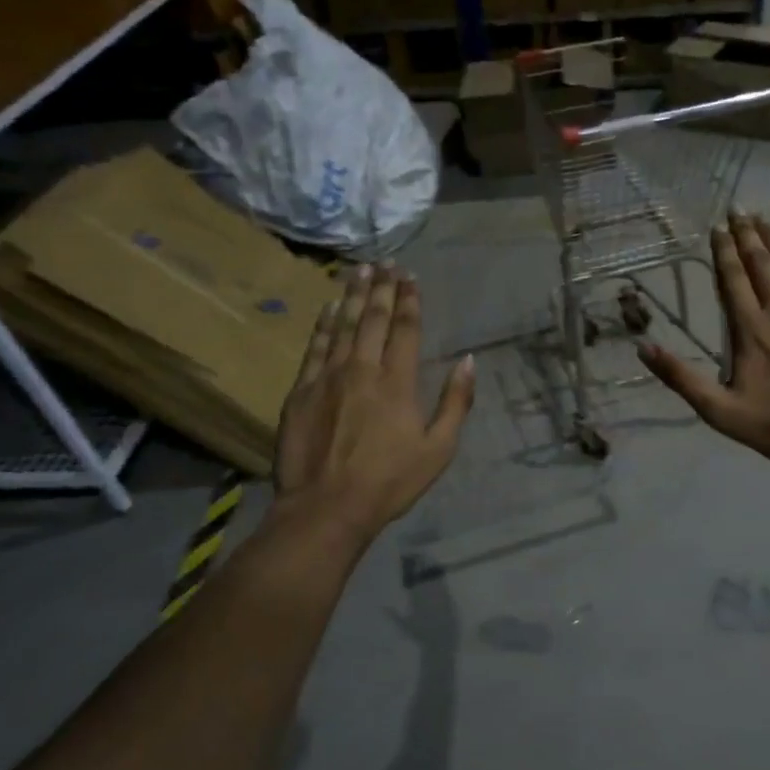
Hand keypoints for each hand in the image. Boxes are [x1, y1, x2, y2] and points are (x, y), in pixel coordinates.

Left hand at [273, 264, 474, 538]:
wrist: (327, 506)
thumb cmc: (390, 482)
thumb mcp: (438, 449)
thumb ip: (455, 403)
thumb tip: (469, 362)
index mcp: (397, 383)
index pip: (405, 329)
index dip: (409, 301)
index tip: (411, 278)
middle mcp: (362, 369)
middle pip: (372, 319)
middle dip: (381, 288)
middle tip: (386, 263)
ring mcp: (327, 377)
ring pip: (342, 325)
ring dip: (352, 295)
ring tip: (358, 271)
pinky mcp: (300, 391)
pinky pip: (314, 346)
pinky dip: (323, 324)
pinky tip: (328, 308)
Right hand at [640, 214, 769, 464]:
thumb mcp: (720, 411)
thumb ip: (682, 378)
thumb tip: (643, 348)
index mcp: (750, 329)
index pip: (733, 278)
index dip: (723, 250)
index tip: (717, 227)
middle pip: (762, 262)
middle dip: (748, 234)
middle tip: (739, 210)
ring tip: (766, 218)